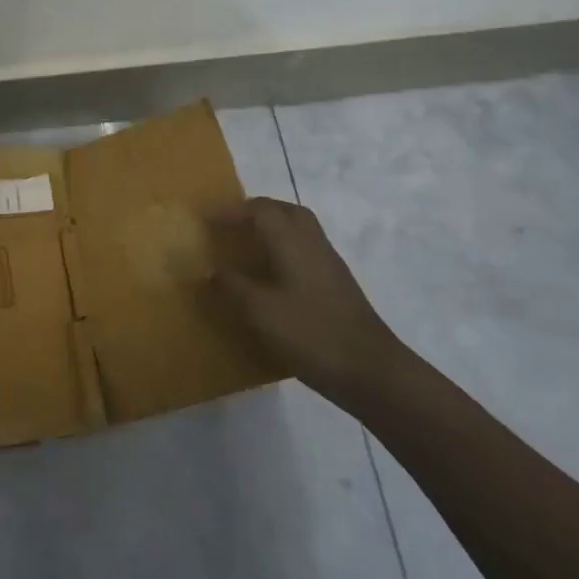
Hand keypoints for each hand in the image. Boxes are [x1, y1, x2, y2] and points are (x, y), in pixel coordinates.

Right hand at [206, 198, 409, 406]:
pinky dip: (285, 250)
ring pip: (300, 230)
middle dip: (256, 212)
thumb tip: (212, 271)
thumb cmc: (311, 334)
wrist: (370, 369)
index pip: (261, 209)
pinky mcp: (337, 284)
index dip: (233, 211)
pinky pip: (307, 251)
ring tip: (248, 248)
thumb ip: (234, 287)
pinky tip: (273, 277)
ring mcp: (330, 264)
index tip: (208, 221)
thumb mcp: (261, 312)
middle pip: (286, 211)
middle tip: (232, 227)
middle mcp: (313, 244)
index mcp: (293, 242)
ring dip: (273, 229)